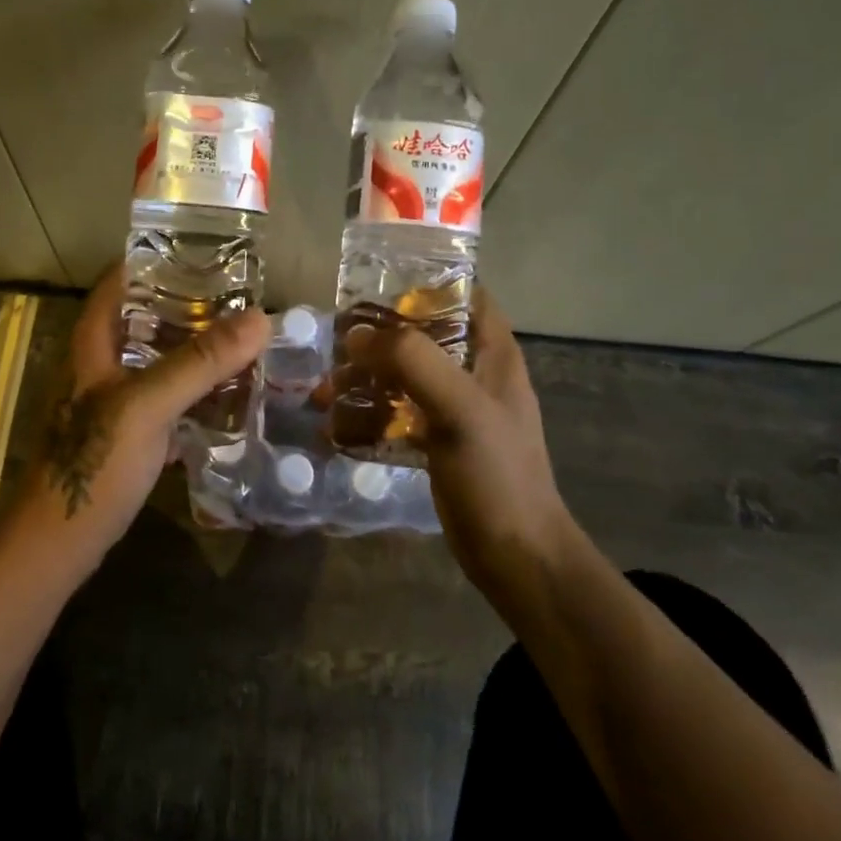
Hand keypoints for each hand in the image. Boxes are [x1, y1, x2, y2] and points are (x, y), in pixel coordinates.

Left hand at [17, 266, 270, 556]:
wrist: (59, 545)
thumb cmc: (95, 463)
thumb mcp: (148, 405)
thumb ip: (200, 362)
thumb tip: (260, 318)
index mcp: (94, 342)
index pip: (121, 281)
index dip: (156, 260)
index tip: (204, 251)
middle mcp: (101, 363)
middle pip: (145, 317)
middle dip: (189, 304)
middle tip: (238, 297)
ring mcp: (113, 400)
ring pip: (158, 359)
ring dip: (194, 348)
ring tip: (241, 339)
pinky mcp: (127, 434)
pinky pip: (166, 398)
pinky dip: (193, 390)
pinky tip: (227, 393)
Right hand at [341, 291, 572, 598]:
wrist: (516, 558)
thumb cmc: (496, 473)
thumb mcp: (459, 407)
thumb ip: (413, 361)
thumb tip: (357, 336)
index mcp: (492, 351)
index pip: (463, 294)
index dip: (423, 283)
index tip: (375, 286)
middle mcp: (475, 371)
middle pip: (422, 333)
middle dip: (378, 336)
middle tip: (335, 343)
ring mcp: (456, 407)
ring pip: (404, 374)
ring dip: (365, 378)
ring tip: (324, 393)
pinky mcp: (438, 439)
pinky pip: (398, 412)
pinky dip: (369, 413)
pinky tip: (336, 428)